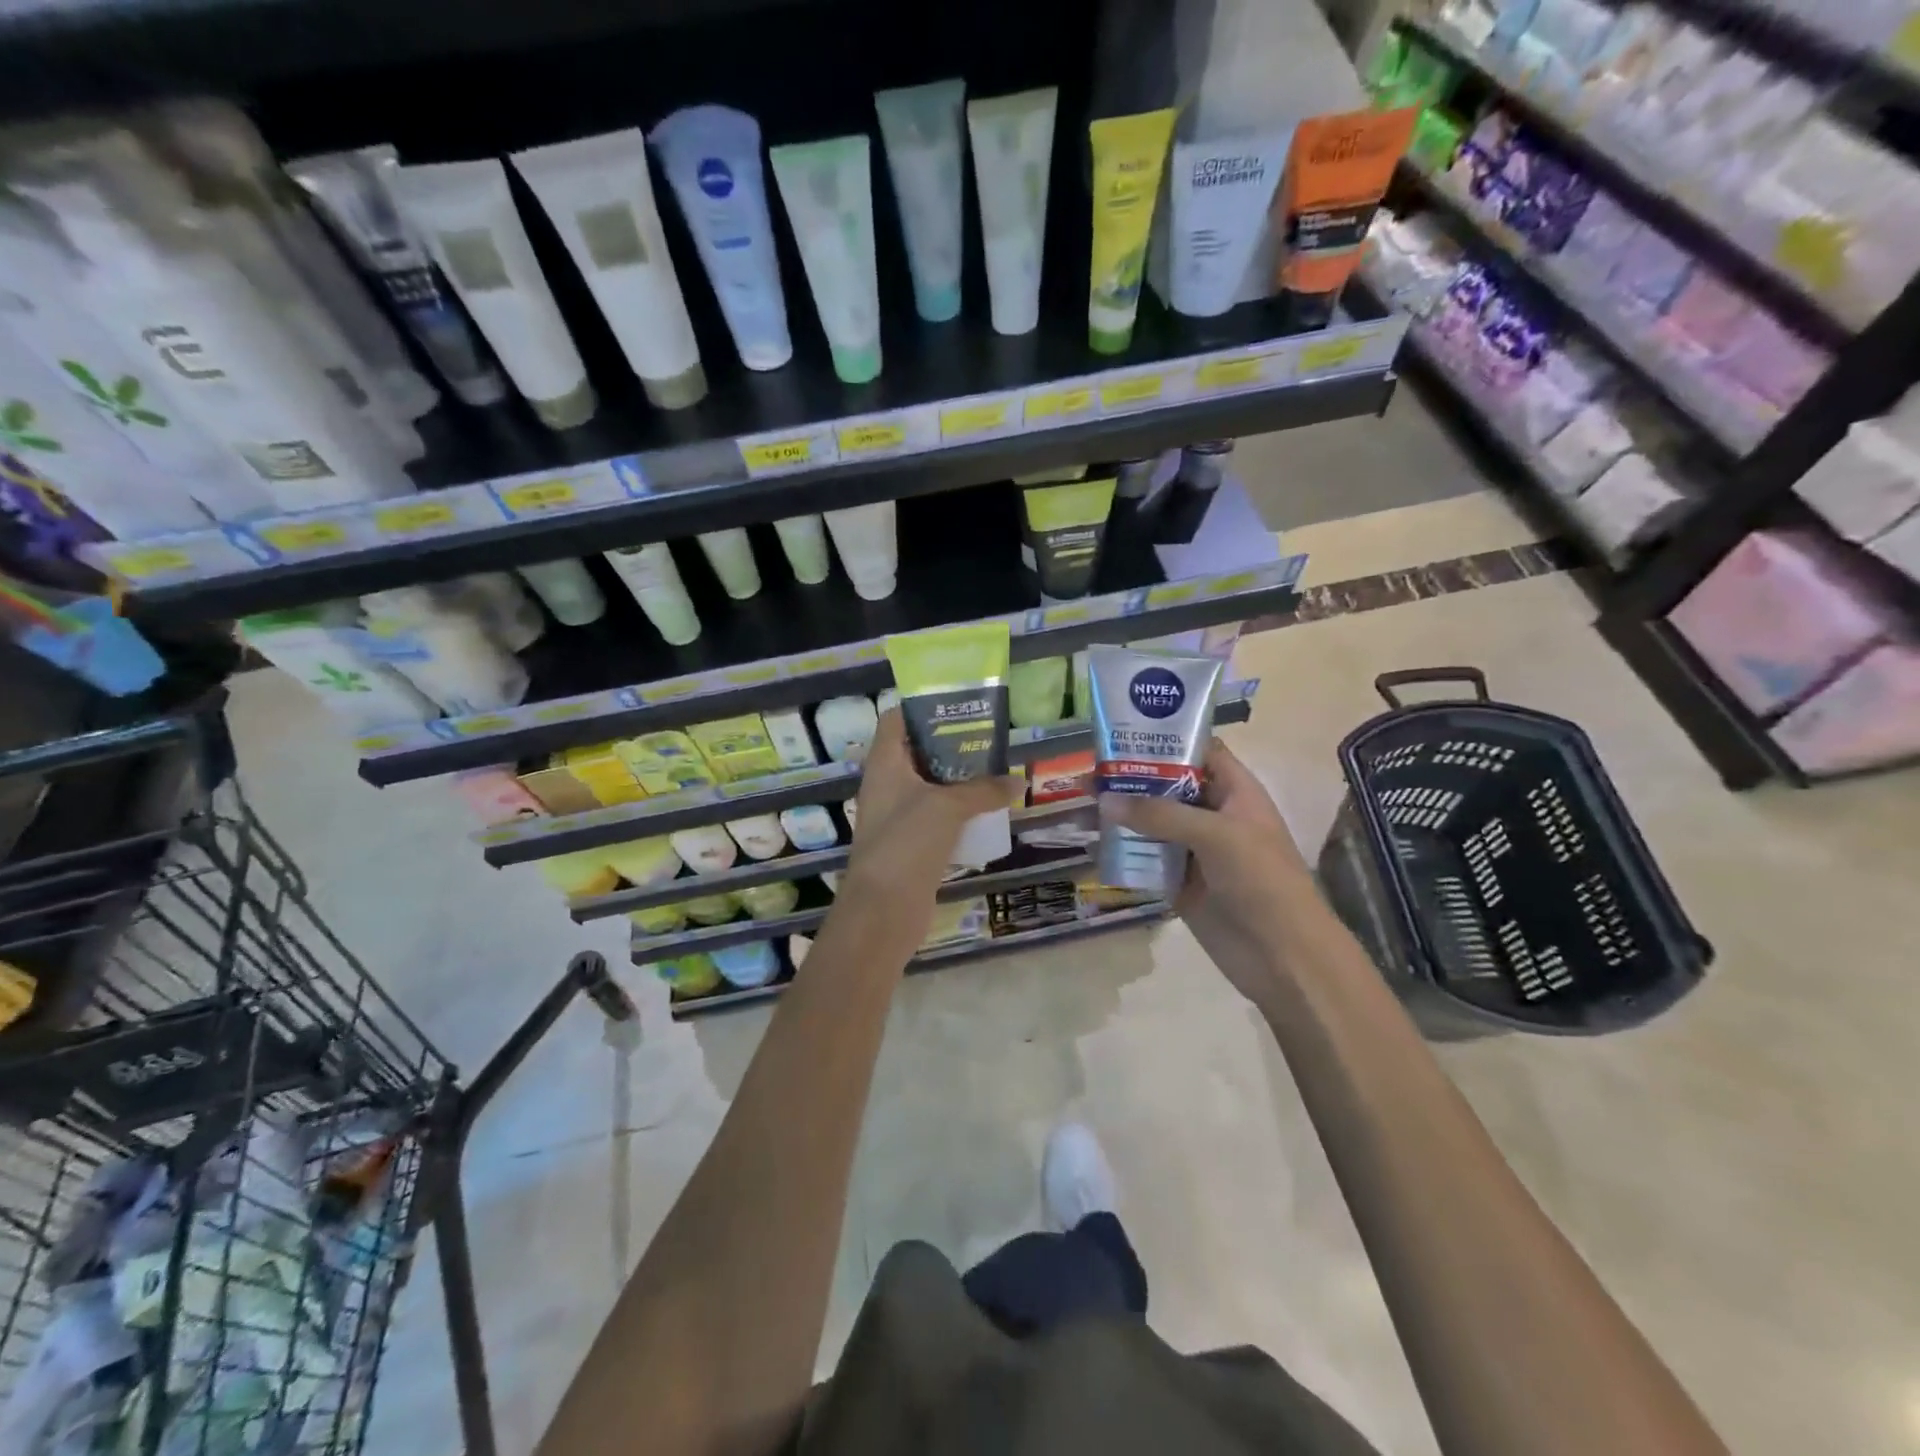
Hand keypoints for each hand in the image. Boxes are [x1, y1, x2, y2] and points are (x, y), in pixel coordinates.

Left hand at [840, 711, 1016, 933]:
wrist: (884, 909)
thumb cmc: (908, 842)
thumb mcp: (948, 807)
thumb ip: (984, 790)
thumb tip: (1018, 780)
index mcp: (885, 763)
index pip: (896, 720)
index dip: (923, 708)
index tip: (959, 705)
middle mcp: (887, 783)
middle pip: (917, 751)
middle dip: (951, 743)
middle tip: (988, 737)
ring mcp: (897, 814)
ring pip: (930, 784)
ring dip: (958, 778)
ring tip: (995, 768)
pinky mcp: (911, 842)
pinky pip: (936, 815)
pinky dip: (958, 809)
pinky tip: (987, 809)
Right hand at [1099, 741, 1330, 1003]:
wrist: (1283, 957)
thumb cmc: (1261, 881)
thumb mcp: (1216, 835)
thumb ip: (1160, 815)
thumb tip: (1104, 800)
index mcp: (1235, 793)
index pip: (1199, 752)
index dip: (1166, 739)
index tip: (1122, 733)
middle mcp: (1213, 815)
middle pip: (1168, 786)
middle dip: (1132, 779)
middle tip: (1087, 773)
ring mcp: (1196, 850)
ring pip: (1153, 823)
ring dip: (1122, 816)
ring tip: (1082, 806)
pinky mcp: (1180, 883)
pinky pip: (1147, 859)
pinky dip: (1123, 851)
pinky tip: (1092, 844)